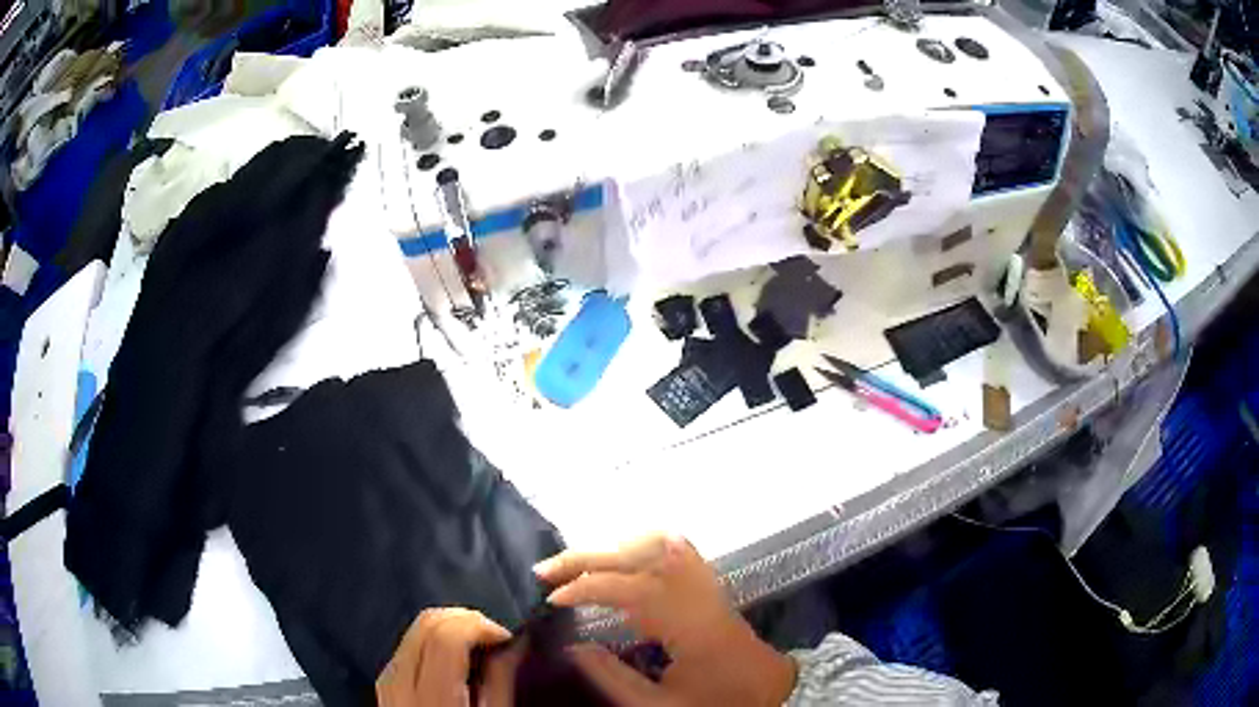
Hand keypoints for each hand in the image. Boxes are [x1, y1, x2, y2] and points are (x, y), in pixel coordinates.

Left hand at [376, 608, 521, 706]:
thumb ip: (500, 683)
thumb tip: (514, 643)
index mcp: (431, 694)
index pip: (447, 633)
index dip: (481, 625)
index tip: (508, 640)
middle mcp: (399, 678)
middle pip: (428, 622)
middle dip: (466, 621)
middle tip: (496, 641)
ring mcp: (387, 678)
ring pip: (416, 628)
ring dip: (450, 629)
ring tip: (478, 651)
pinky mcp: (384, 681)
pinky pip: (408, 645)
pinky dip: (434, 642)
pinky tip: (454, 662)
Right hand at [535, 534, 796, 706]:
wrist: (767, 688)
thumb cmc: (716, 700)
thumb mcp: (660, 705)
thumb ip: (613, 678)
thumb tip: (572, 648)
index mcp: (690, 625)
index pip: (632, 589)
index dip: (587, 587)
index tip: (552, 597)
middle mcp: (698, 594)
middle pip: (640, 557)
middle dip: (588, 558)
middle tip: (546, 569)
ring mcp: (707, 584)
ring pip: (660, 544)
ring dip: (613, 548)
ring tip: (577, 563)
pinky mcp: (709, 584)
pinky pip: (678, 549)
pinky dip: (642, 545)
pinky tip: (620, 555)